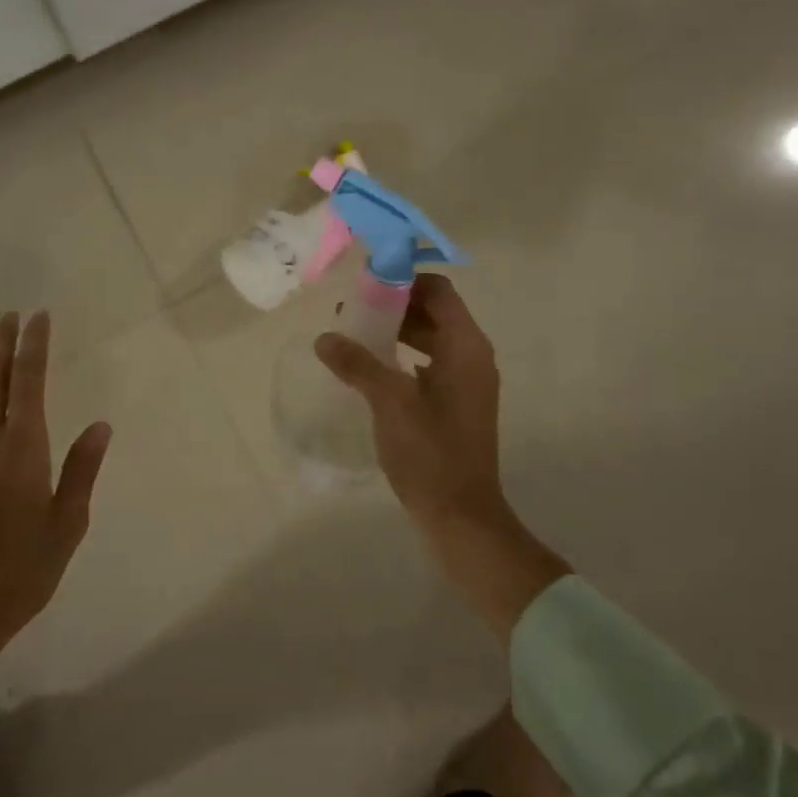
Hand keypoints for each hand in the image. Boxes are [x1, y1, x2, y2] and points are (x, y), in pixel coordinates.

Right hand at [316, 274, 568, 640]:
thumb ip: (357, 364)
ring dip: (397, 332)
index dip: (404, 281)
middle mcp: (473, 356)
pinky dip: (404, 357)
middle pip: (435, 311)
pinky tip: (372, 370)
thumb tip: (324, 338)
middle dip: (395, 306)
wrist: (461, 515)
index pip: (439, 291)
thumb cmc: (429, 452)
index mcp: (466, 347)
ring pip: (431, 339)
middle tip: (352, 312)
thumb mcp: (389, 402)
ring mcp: (467, 381)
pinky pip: (430, 364)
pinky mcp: (457, 403)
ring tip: (355, 338)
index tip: (366, 284)